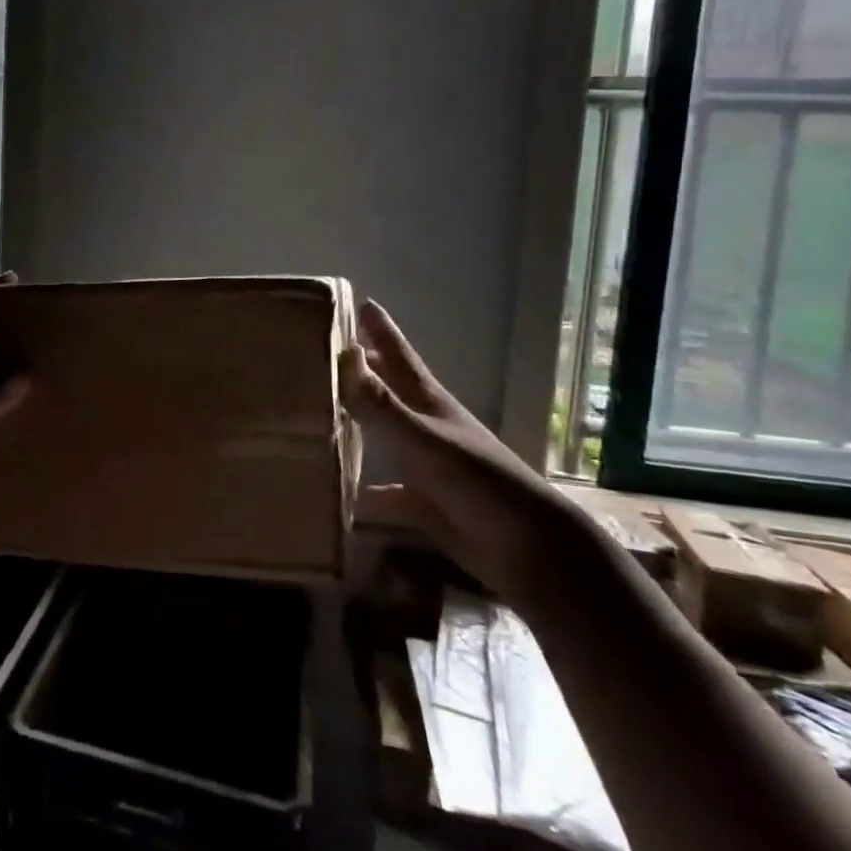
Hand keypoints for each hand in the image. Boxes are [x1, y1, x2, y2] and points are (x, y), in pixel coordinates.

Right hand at [347, 297, 589, 608]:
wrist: (528, 548)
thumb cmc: (477, 482)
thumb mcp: (424, 439)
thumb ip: (381, 403)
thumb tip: (343, 355)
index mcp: (429, 402)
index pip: (398, 355)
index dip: (381, 329)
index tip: (359, 302)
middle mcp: (426, 426)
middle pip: (389, 389)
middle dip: (363, 369)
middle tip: (327, 351)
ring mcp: (427, 464)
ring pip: (384, 434)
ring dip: (359, 423)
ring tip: (322, 412)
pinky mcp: (425, 502)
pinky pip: (386, 490)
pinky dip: (365, 488)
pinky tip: (343, 494)